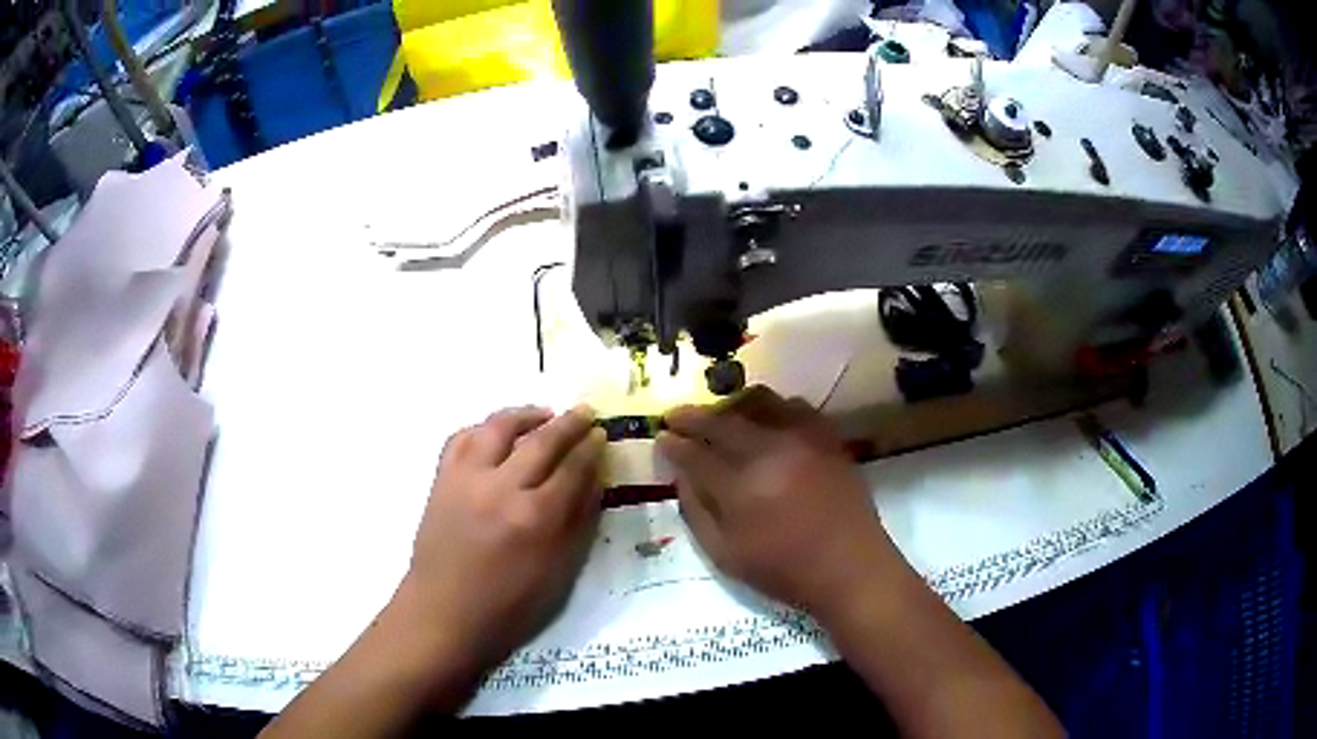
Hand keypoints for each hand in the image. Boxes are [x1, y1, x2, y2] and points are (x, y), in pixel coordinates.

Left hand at [402, 405, 604, 669]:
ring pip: (498, 427)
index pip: (572, 468)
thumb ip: (577, 522)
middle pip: (541, 440)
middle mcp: (501, 488)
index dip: (590, 448)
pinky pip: (462, 438)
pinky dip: (483, 429)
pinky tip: (496, 433)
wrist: (445, 611)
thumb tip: (594, 481)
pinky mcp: (441, 479)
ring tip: (543, 414)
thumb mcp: (557, 572)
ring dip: (525, 415)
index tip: (602, 434)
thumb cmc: (508, 604)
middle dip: (569, 423)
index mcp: (535, 517)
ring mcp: (466, 478)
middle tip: (585, 412)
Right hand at [658, 386, 902, 616]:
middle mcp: (771, 451)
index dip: (673, 443)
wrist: (849, 568)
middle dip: (693, 416)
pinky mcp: (828, 437)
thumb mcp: (725, 555)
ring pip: (758, 401)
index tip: (660, 436)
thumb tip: (681, 476)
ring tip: (721, 417)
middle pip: (722, 420)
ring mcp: (803, 439)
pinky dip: (772, 409)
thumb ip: (697, 511)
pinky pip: (795, 406)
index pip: (695, 453)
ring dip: (731, 405)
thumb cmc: (783, 570)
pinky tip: (766, 423)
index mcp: (741, 486)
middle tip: (676, 416)